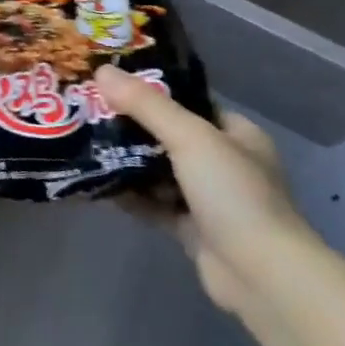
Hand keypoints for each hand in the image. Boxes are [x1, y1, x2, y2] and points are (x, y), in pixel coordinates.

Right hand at [94, 66, 318, 313]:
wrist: (260, 274)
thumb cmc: (233, 194)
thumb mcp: (190, 138)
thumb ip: (146, 105)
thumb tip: (102, 71)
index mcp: (236, 134)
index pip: (189, 102)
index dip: (151, 90)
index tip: (110, 82)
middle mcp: (224, 163)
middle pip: (167, 136)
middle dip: (130, 126)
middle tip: (87, 112)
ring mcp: (207, 198)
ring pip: (157, 171)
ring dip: (125, 162)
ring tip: (83, 144)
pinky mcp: (190, 228)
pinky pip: (151, 203)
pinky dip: (127, 195)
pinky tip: (94, 185)